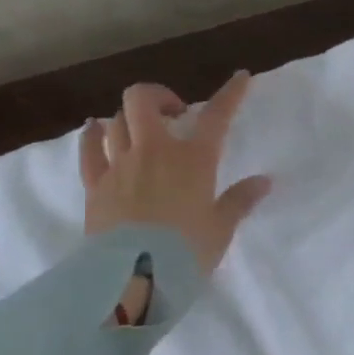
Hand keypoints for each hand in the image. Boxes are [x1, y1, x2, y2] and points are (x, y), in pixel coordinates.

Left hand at [80, 73, 272, 278]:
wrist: (132, 278)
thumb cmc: (187, 251)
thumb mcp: (221, 228)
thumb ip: (240, 200)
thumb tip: (263, 182)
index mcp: (194, 160)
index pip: (217, 116)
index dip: (231, 93)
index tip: (241, 76)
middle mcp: (154, 152)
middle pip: (144, 101)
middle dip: (160, 96)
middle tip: (176, 113)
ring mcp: (119, 165)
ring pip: (117, 120)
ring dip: (131, 117)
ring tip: (145, 129)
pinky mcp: (94, 185)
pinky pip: (89, 149)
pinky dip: (94, 135)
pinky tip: (97, 130)